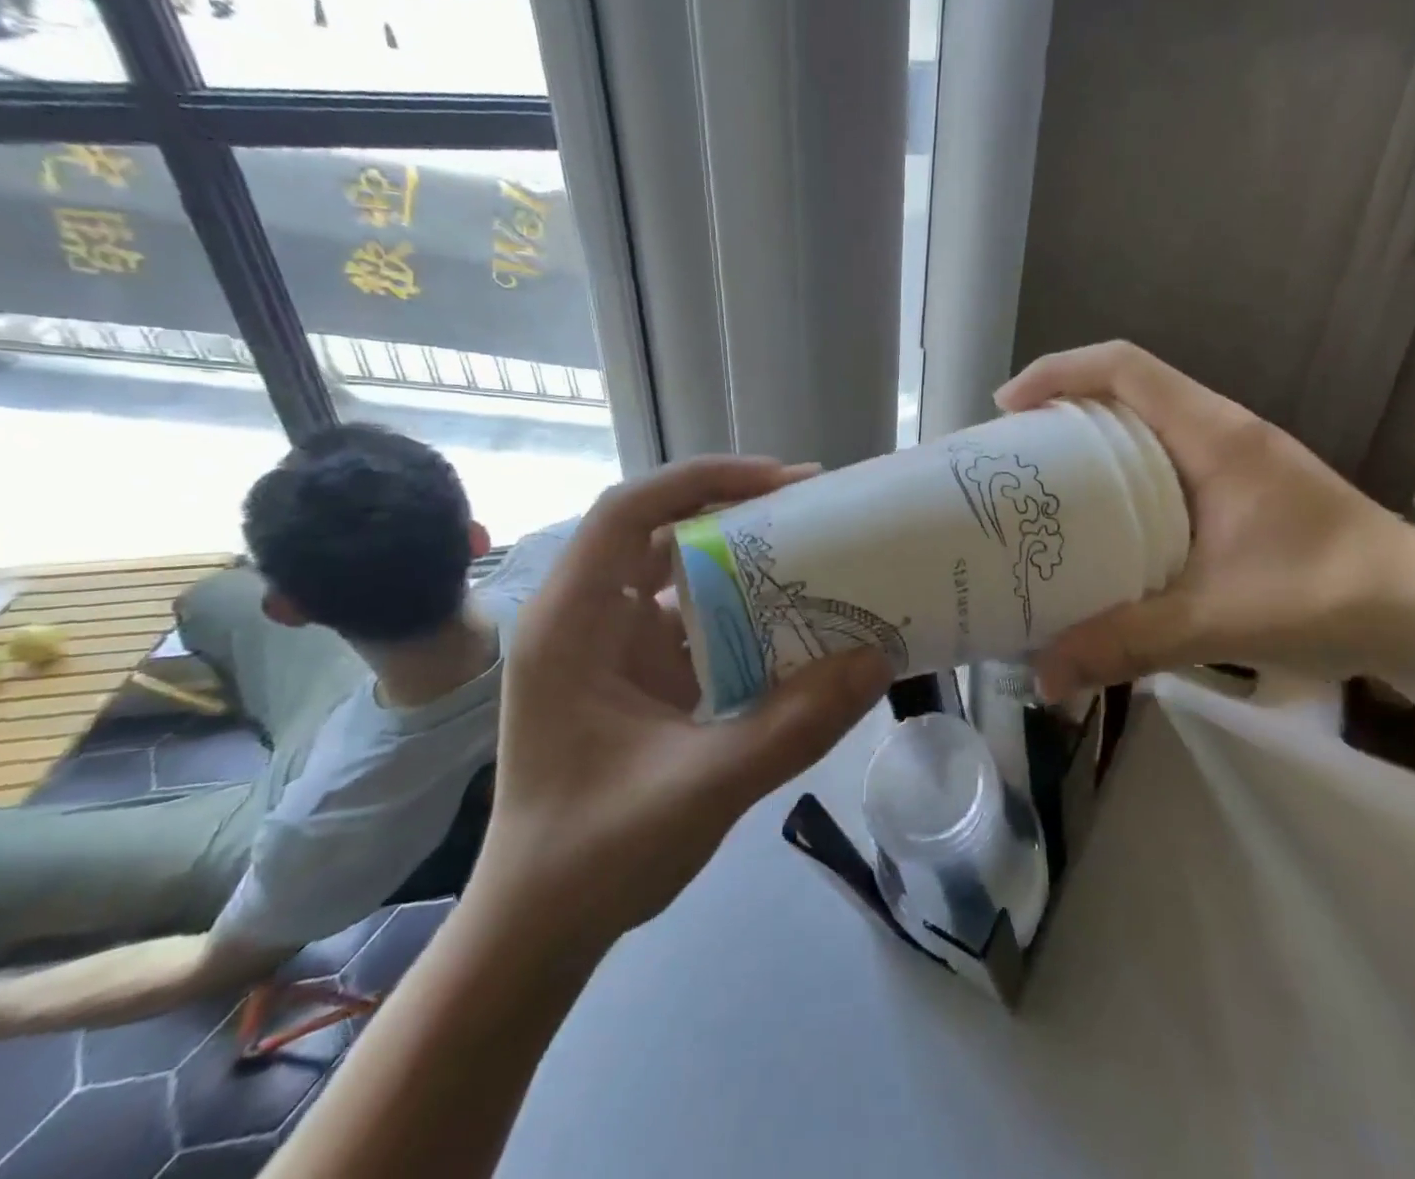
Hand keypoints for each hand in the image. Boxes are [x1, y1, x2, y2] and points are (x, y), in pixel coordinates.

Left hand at [466, 456, 892, 955]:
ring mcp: (611, 650)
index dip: (704, 480)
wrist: (536, 935)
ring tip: (817, 554)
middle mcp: (586, 620)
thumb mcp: (703, 787)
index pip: (630, 511)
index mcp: (571, 624)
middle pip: (663, 533)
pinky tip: (795, 625)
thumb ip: (795, 724)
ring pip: (682, 577)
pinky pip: (696, 624)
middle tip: (816, 508)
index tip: (782, 482)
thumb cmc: (594, 856)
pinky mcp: (638, 679)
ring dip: (745, 563)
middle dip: (737, 512)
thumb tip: (878, 659)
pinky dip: (744, 615)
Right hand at [997, 342, 1414, 688]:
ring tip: (1044, 484)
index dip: (1058, 373)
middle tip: (1013, 455)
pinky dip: (1121, 469)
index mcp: (1214, 435)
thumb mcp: (1217, 619)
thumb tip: (1042, 675)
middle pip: (1127, 386)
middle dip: (1062, 407)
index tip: (1006, 409)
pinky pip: (1164, 455)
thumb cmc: (1329, 597)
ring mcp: (1235, 456)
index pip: (1125, 367)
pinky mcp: (1240, 486)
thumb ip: (1127, 643)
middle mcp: (1221, 429)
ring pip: (1145, 421)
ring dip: (1091, 437)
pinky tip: (1105, 521)